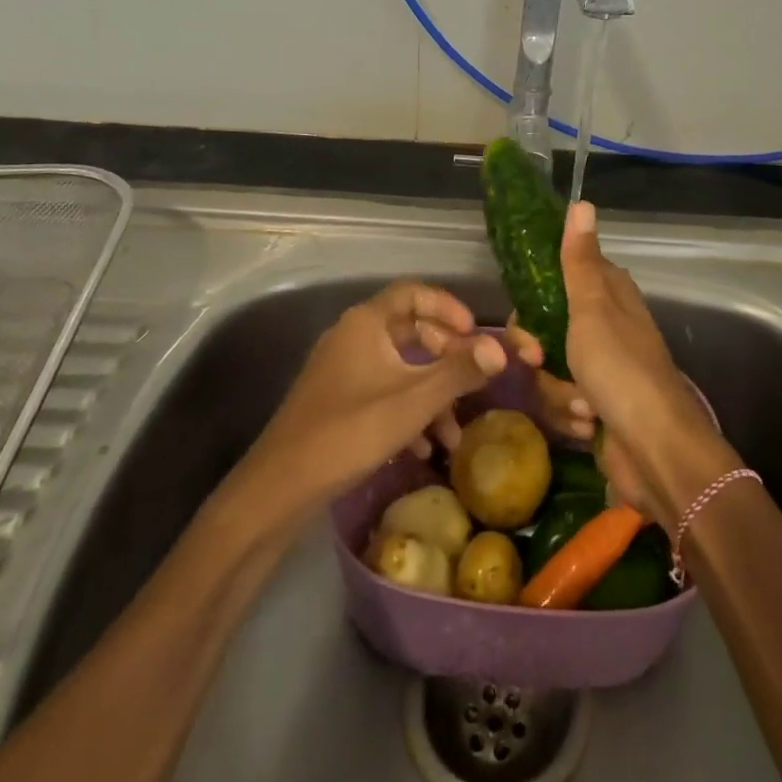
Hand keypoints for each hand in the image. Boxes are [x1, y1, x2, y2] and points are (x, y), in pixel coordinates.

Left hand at [248, 282, 506, 509]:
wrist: (278, 489)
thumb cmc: (350, 432)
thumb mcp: (414, 401)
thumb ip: (459, 372)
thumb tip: (502, 350)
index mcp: (367, 323)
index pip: (414, 293)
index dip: (449, 307)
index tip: (475, 332)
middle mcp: (352, 336)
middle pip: (410, 330)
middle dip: (446, 356)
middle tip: (471, 377)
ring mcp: (341, 370)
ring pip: (399, 367)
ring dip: (431, 392)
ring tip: (453, 433)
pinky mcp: (336, 401)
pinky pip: (382, 391)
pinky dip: (408, 410)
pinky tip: (423, 448)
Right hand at [511, 203, 739, 525]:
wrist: (655, 450)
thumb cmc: (621, 370)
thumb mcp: (593, 309)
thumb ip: (580, 261)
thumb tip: (582, 203)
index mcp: (608, 294)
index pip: (553, 280)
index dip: (531, 301)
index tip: (524, 320)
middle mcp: (603, 326)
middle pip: (542, 329)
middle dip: (538, 354)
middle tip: (539, 362)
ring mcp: (598, 368)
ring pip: (548, 370)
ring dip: (558, 393)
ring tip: (584, 407)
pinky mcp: (594, 405)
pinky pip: (560, 403)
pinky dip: (571, 416)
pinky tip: (590, 427)